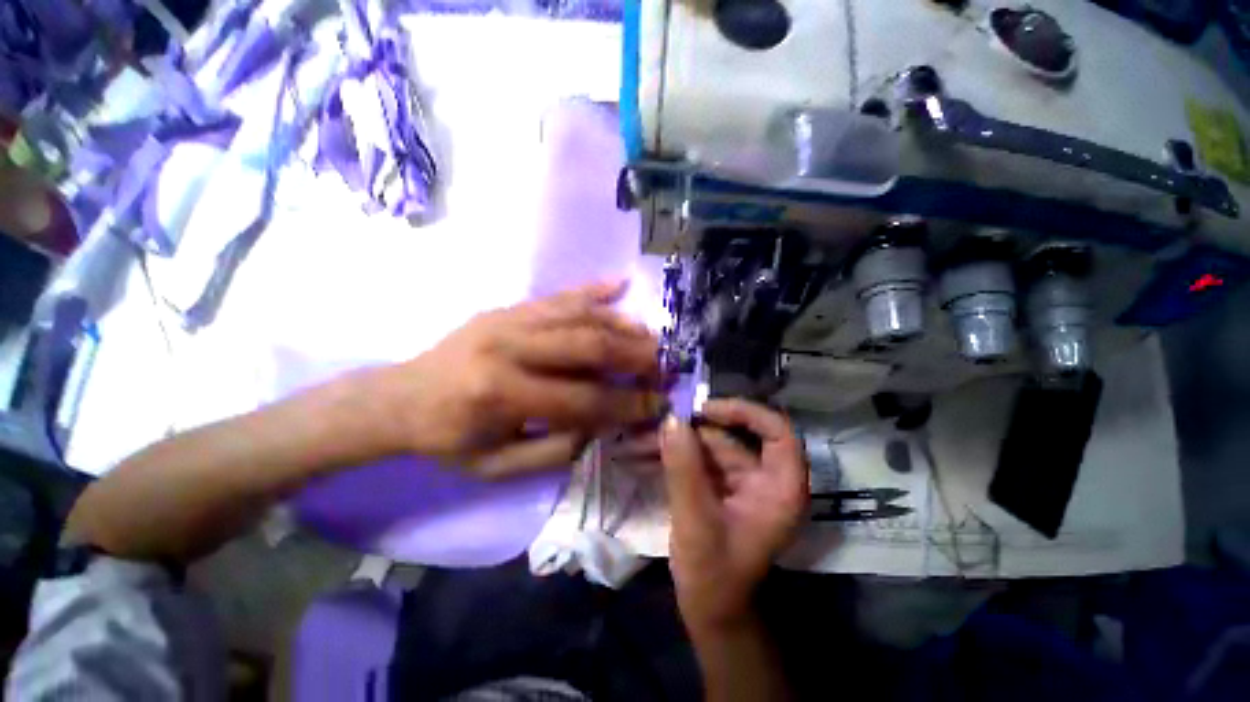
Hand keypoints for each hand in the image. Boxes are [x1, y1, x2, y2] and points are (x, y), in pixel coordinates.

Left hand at [379, 281, 667, 477]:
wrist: (399, 396)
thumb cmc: (447, 439)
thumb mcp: (496, 466)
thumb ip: (554, 450)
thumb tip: (603, 426)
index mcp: (502, 395)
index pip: (585, 400)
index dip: (627, 404)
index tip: (657, 404)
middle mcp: (510, 348)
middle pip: (589, 346)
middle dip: (635, 356)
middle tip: (665, 364)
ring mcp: (509, 319)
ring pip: (580, 315)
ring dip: (623, 325)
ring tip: (652, 336)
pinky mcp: (509, 307)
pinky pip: (559, 295)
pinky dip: (593, 290)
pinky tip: (620, 283)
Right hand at [660, 400, 808, 632]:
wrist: (709, 611)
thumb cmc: (713, 574)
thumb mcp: (696, 520)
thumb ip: (683, 468)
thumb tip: (671, 420)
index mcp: (780, 488)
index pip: (777, 433)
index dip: (746, 412)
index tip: (706, 409)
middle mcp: (765, 478)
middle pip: (734, 437)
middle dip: (694, 429)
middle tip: (658, 421)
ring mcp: (742, 482)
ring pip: (712, 446)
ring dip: (680, 441)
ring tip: (644, 435)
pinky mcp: (722, 487)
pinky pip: (700, 460)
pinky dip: (678, 454)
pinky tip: (649, 450)